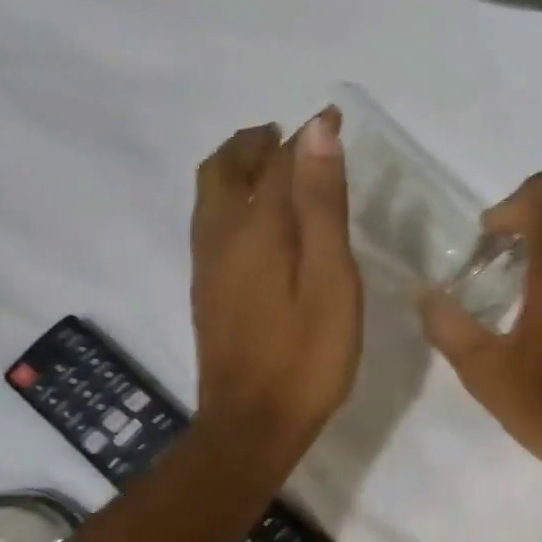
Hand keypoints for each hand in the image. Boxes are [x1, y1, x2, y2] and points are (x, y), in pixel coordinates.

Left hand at [191, 107, 360, 457]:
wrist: (254, 422)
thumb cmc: (307, 355)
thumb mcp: (330, 278)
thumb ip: (322, 205)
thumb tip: (315, 131)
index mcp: (256, 227)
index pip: (280, 162)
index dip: (306, 137)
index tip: (332, 118)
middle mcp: (222, 236)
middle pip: (226, 169)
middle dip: (255, 144)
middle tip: (287, 138)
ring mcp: (209, 266)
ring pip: (211, 196)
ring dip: (238, 169)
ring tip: (272, 169)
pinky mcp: (209, 292)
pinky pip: (211, 224)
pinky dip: (231, 200)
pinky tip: (256, 224)